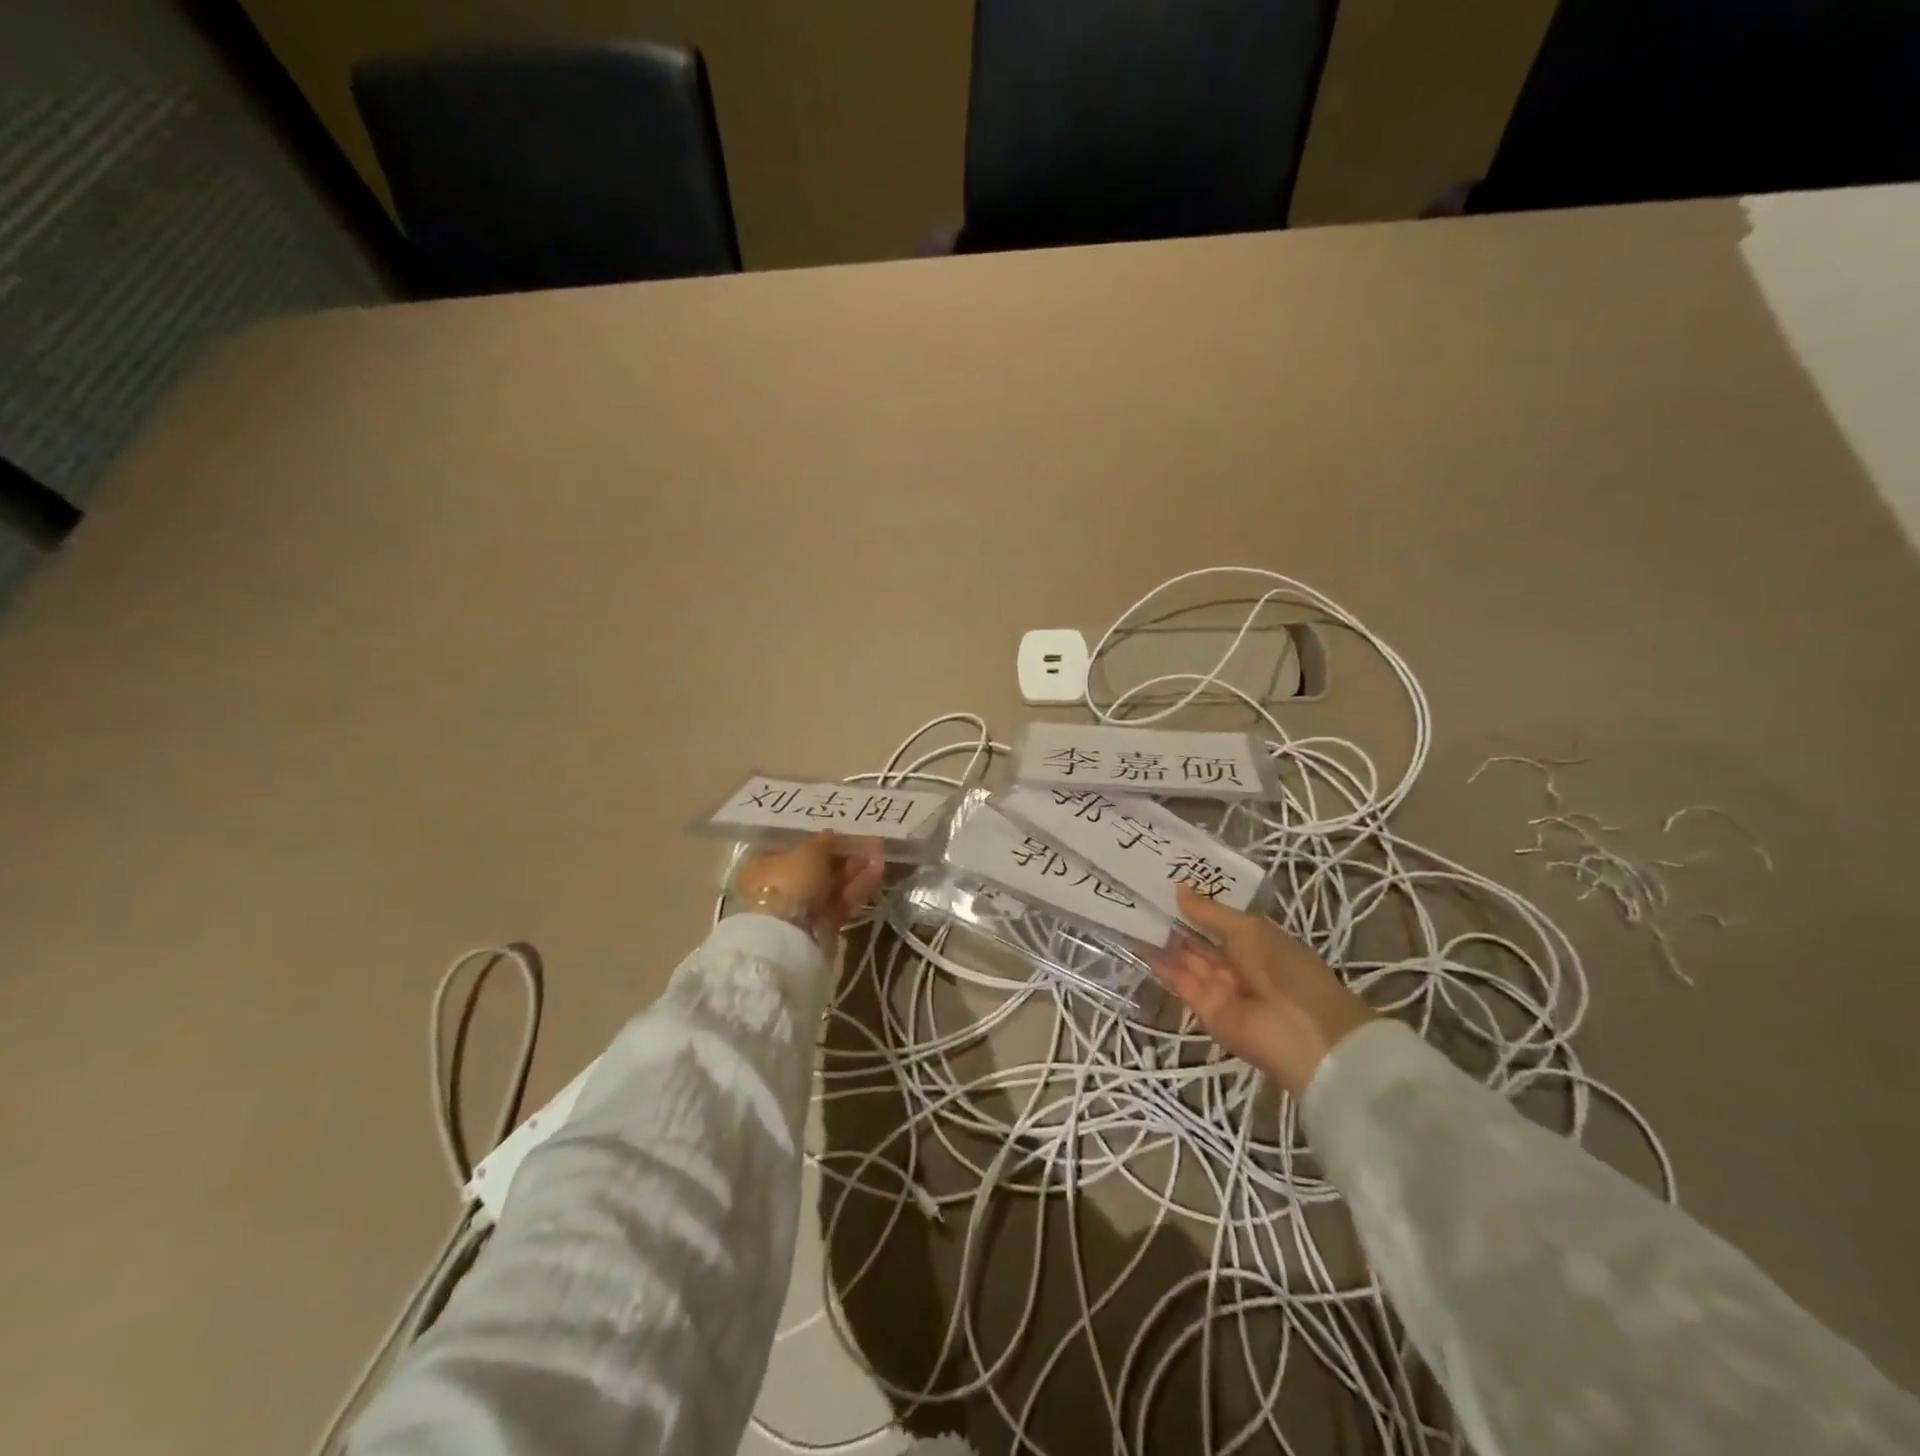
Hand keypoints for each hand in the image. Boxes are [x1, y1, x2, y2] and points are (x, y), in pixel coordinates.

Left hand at [733, 832, 884, 942]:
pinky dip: (858, 887)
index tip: (839, 832)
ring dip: (854, 869)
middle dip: (842, 855)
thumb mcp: (807, 852)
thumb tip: (829, 834)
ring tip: (879, 853)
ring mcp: (799, 908)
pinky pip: (840, 901)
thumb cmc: (789, 881)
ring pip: (831, 884)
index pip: (791, 848)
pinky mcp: (820, 925)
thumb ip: (822, 841)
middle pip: (814, 867)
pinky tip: (878, 871)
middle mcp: (778, 887)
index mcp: (761, 865)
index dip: (816, 840)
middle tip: (867, 842)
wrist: (789, 936)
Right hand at [1153, 884, 1376, 1095]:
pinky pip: (1180, 982)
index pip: (1219, 919)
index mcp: (1256, 941)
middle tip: (1138, 894)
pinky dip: (1160, 965)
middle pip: (1199, 938)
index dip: (1194, 903)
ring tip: (1130, 912)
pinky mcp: (1203, 1009)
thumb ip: (1210, 913)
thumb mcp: (1249, 931)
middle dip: (1173, 919)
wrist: (1304, 1037)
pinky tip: (1138, 942)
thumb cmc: (1286, 971)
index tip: (1163, 881)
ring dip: (1162, 939)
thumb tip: (1178, 889)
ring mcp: (1219, 986)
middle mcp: (1237, 962)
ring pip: (1186, 958)